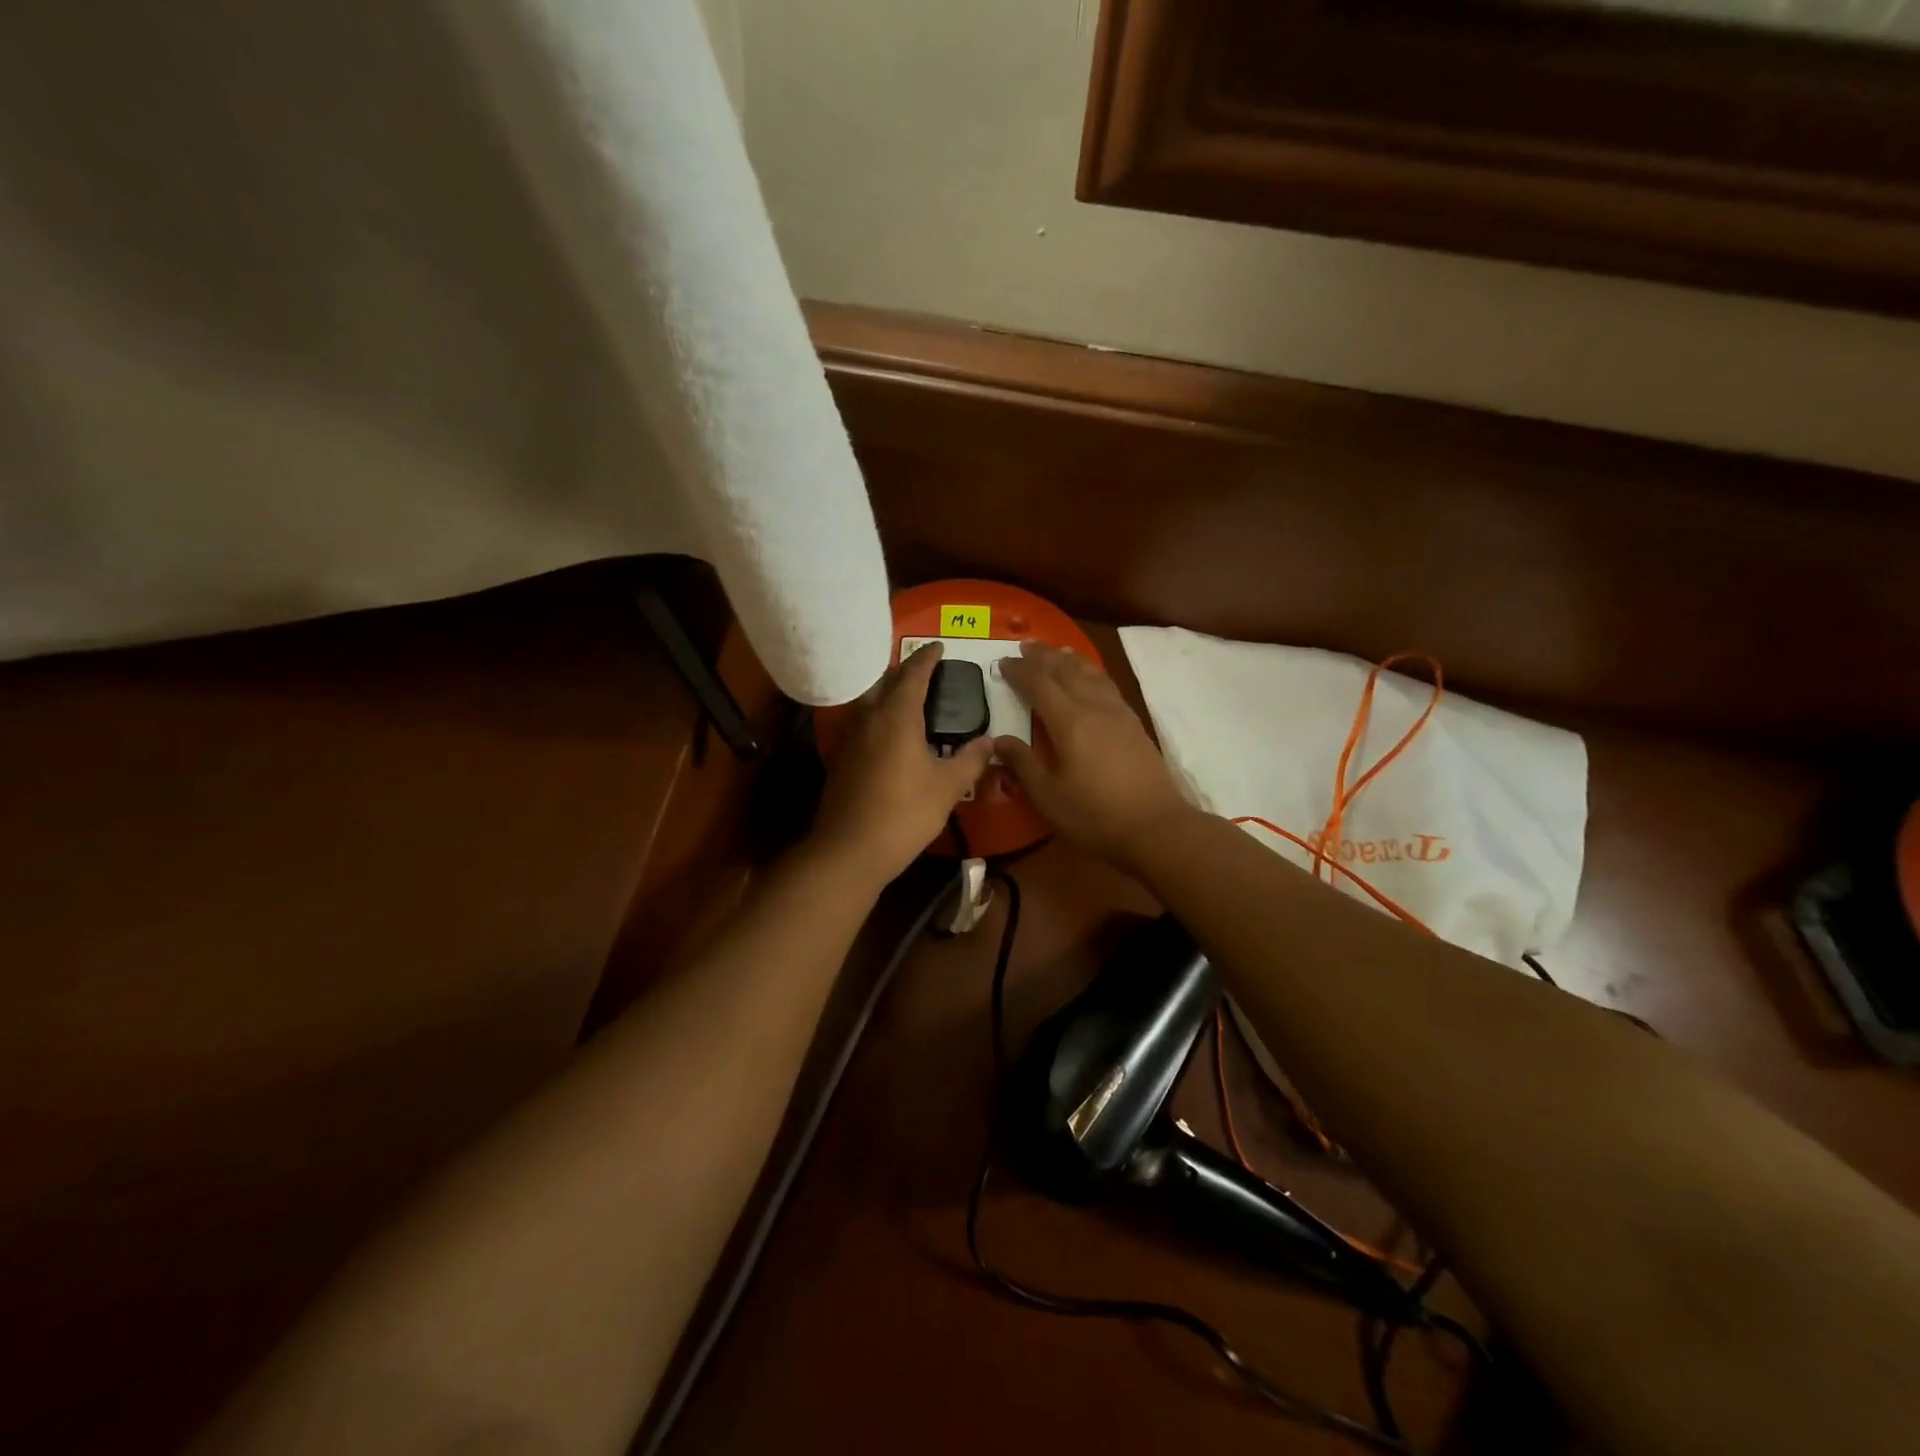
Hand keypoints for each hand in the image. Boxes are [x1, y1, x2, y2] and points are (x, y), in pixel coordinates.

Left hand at [813, 643, 993, 884]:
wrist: (848, 850)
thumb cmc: (903, 814)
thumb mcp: (947, 788)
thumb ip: (970, 760)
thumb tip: (990, 742)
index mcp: (897, 716)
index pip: (912, 674)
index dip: (927, 658)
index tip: (939, 646)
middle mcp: (868, 718)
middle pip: (885, 682)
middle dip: (905, 671)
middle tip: (925, 671)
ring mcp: (849, 738)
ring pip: (868, 702)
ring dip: (887, 693)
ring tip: (908, 699)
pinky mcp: (839, 759)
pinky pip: (861, 723)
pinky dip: (877, 717)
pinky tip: (888, 735)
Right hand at [997, 641, 1192, 868]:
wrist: (1156, 827)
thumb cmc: (1095, 815)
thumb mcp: (1048, 796)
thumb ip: (1023, 764)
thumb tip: (998, 740)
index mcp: (1069, 722)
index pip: (1039, 685)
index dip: (1019, 672)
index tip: (1002, 663)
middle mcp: (1094, 708)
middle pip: (1066, 671)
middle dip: (1043, 656)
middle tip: (1025, 645)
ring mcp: (1118, 713)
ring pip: (1091, 673)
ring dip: (1070, 659)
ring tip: (1057, 651)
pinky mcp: (1134, 724)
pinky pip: (1107, 685)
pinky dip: (1092, 672)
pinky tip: (1090, 677)